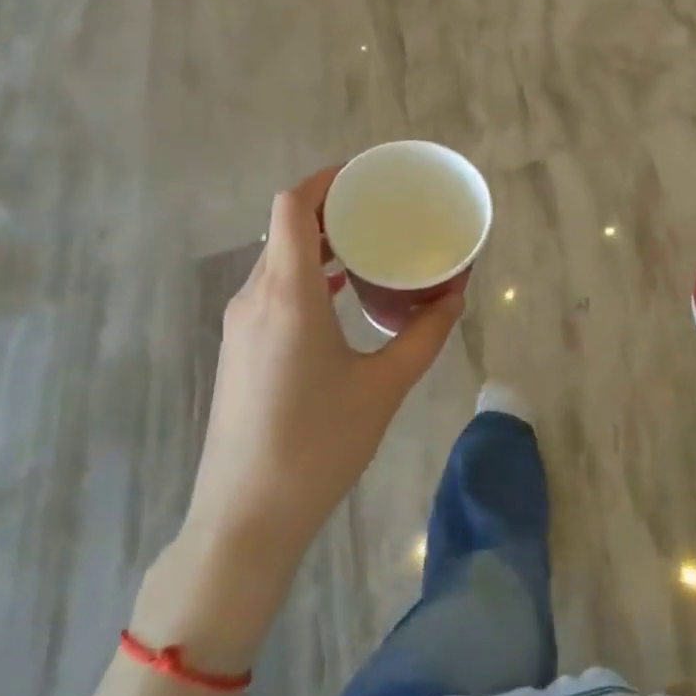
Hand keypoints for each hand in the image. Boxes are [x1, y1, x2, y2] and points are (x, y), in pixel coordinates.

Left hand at [141, 168, 462, 663]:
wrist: (244, 519)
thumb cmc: (318, 445)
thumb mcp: (384, 386)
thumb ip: (425, 334)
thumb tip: (456, 294)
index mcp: (287, 294)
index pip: (293, 206)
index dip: (325, 180)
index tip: (365, 177)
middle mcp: (256, 297)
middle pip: (286, 228)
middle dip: (331, 209)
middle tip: (381, 209)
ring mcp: (241, 324)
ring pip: (277, 259)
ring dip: (318, 243)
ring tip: (367, 245)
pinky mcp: (239, 349)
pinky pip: (272, 288)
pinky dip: (306, 275)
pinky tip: (340, 293)